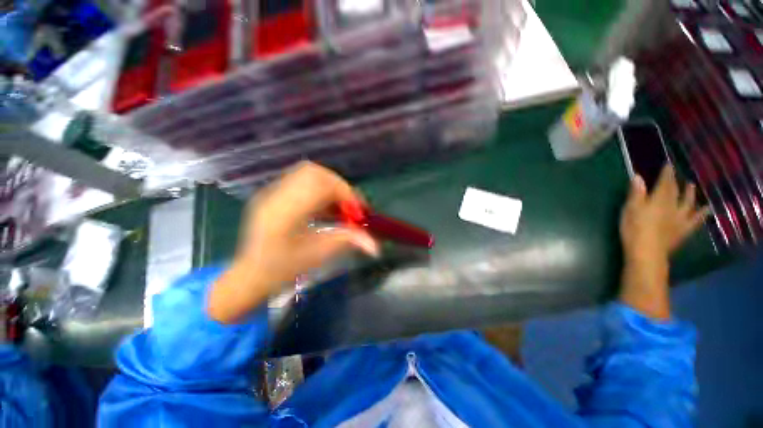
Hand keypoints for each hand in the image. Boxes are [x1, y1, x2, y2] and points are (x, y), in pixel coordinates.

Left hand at [208, 162, 378, 323]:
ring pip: (308, 173)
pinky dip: (320, 189)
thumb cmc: (281, 270)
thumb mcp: (317, 257)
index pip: (319, 185)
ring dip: (330, 185)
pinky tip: (325, 207)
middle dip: (339, 186)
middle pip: (314, 172)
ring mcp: (271, 192)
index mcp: (283, 214)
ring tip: (338, 207)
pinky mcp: (273, 193)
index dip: (345, 193)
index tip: (359, 212)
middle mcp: (275, 197)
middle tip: (350, 207)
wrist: (249, 274)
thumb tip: (375, 245)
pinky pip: (302, 180)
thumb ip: (347, 242)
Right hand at [618, 166, 707, 319]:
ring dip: (690, 194)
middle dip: (676, 182)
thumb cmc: (634, 229)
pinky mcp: (683, 231)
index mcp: (658, 200)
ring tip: (692, 186)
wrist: (647, 252)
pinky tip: (707, 209)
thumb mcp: (630, 209)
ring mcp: (680, 219)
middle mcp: (672, 206)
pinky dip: (702, 214)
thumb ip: (636, 193)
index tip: (668, 165)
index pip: (664, 183)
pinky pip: (695, 220)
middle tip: (677, 175)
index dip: (666, 173)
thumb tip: (638, 176)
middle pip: (675, 191)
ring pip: (688, 203)